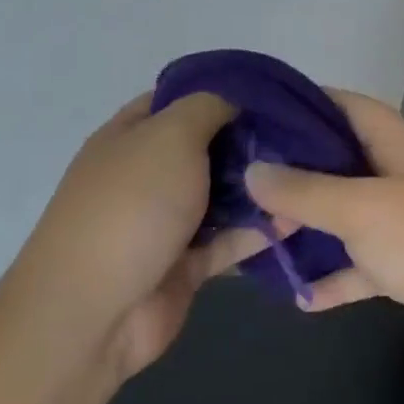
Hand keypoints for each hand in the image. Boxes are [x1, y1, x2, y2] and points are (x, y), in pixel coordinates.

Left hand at [4, 92, 279, 383]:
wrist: (93, 313)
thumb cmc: (132, 206)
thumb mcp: (170, 135)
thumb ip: (208, 107)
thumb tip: (236, 99)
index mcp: (131, 136)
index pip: (178, 99)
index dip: (221, 90)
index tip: (272, 93)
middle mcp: (147, 174)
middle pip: (207, 147)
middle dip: (251, 140)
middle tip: (303, 134)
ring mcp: (165, 222)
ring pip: (222, 195)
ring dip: (260, 187)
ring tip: (311, 173)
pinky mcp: (185, 264)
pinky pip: (229, 240)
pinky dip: (260, 231)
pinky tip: (299, 218)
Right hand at [243, 91, 403, 372]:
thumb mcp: (364, 209)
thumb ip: (307, 189)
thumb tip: (254, 169)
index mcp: (399, 144)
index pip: (346, 107)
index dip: (303, 104)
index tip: (255, 115)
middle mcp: (403, 176)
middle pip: (341, 163)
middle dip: (295, 174)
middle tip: (242, 185)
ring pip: (348, 218)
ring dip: (309, 229)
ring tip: (257, 238)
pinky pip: (363, 266)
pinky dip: (336, 278)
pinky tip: (300, 296)